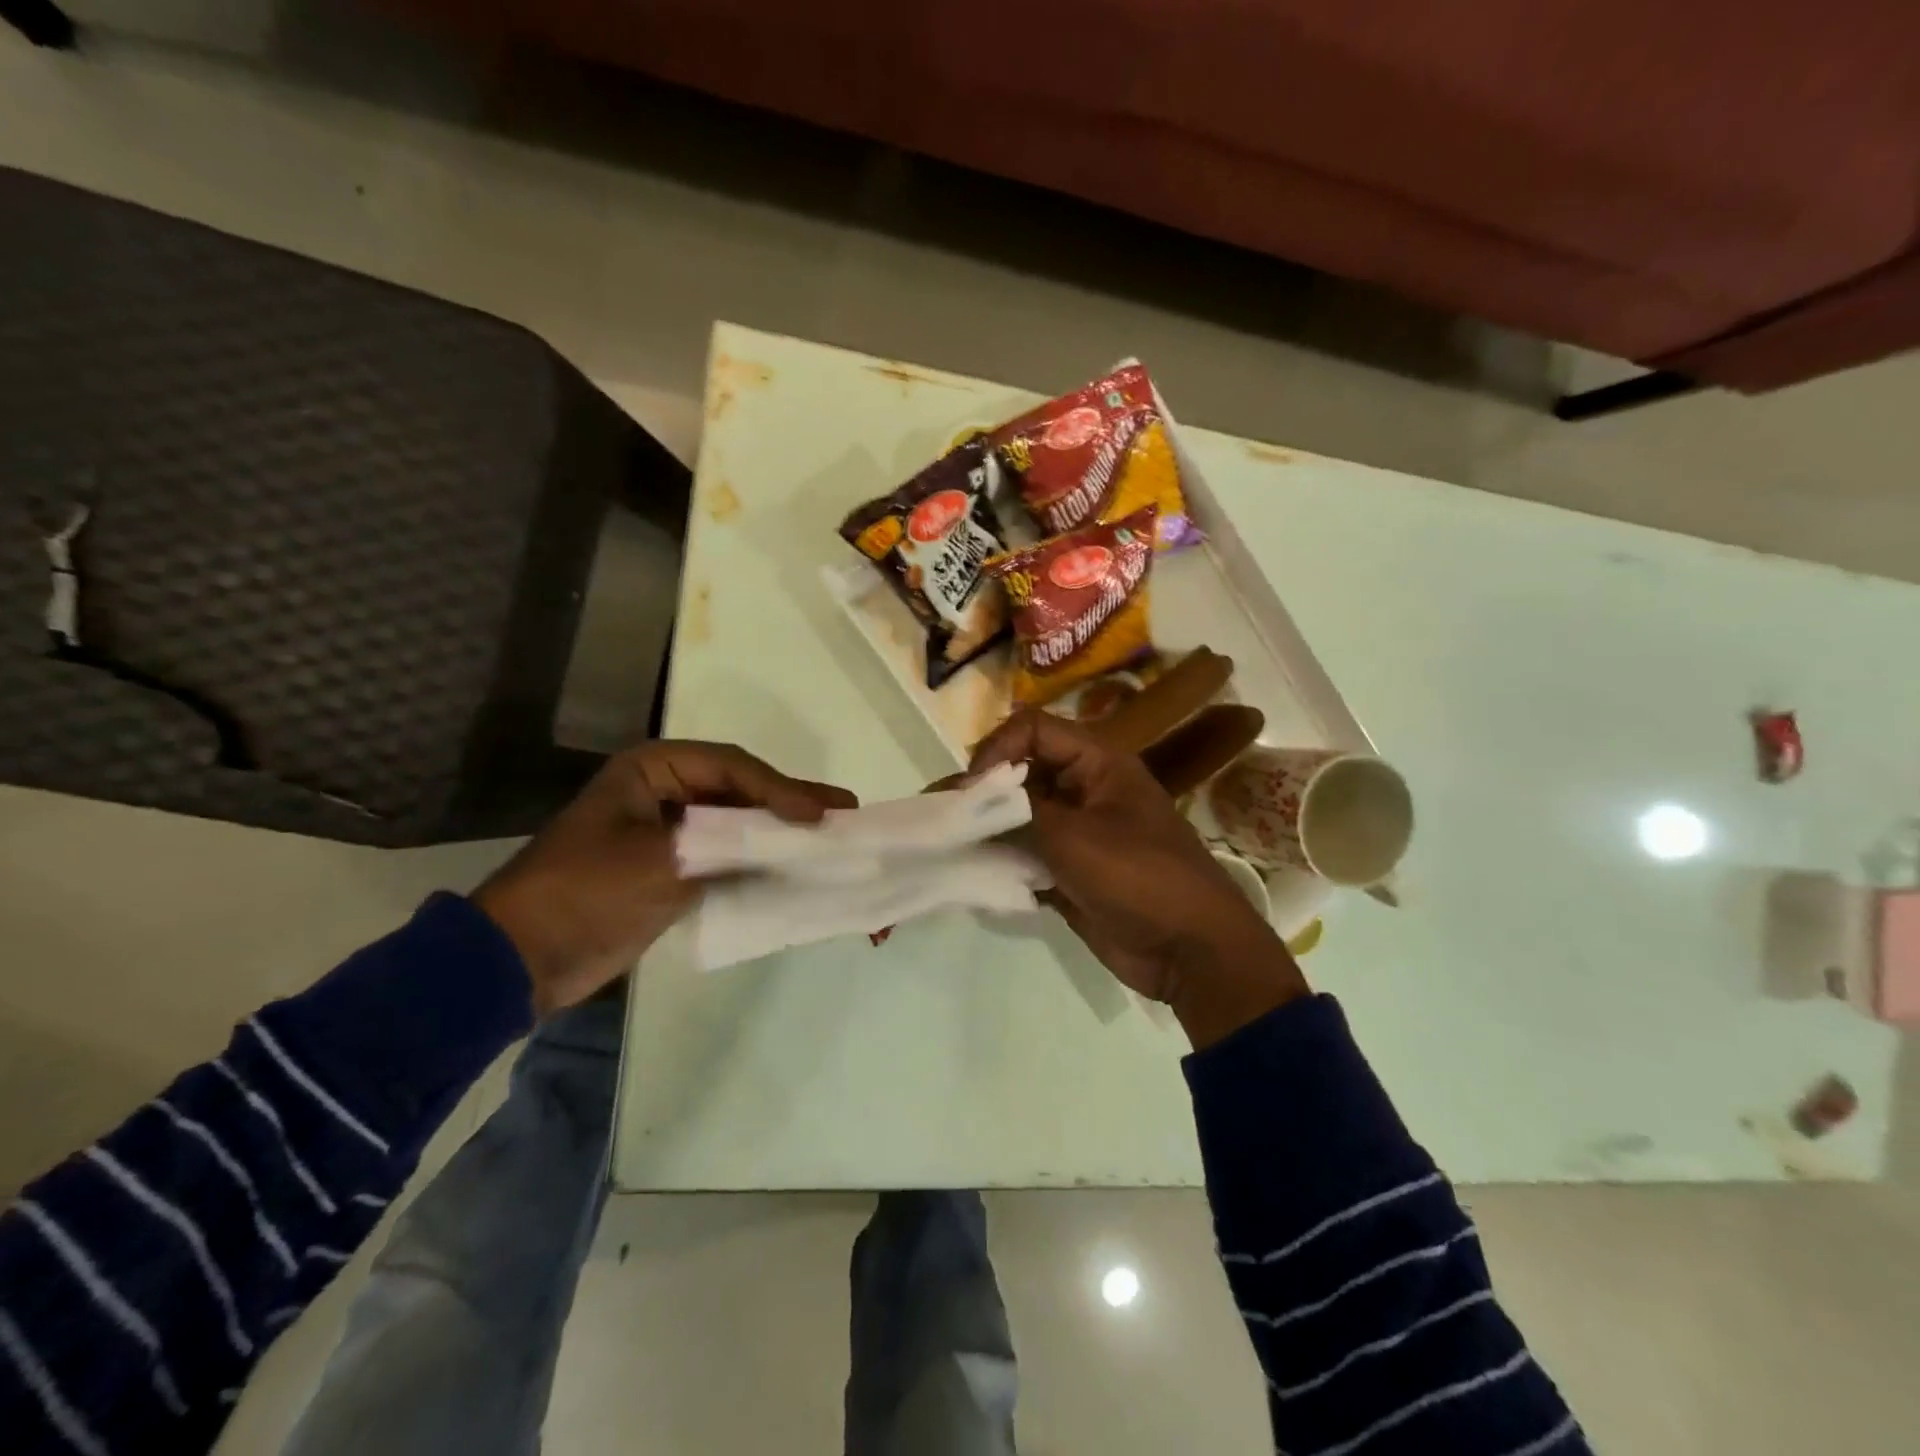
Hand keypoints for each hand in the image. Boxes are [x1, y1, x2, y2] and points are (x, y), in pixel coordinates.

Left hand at [474, 742, 855, 1014]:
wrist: (520, 958)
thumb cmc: (586, 891)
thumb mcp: (660, 860)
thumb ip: (729, 844)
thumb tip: (792, 838)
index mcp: (654, 771)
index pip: (733, 768)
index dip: (782, 787)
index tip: (821, 813)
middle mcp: (666, 792)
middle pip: (743, 791)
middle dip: (792, 804)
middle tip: (845, 810)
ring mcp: (671, 832)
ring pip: (739, 824)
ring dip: (781, 833)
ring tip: (830, 838)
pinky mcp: (673, 870)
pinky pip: (728, 857)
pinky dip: (760, 863)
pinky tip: (794, 870)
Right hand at [971, 711, 1307, 1048]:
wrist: (1190, 951)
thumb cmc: (1139, 878)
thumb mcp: (1075, 836)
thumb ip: (1018, 810)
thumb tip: (967, 794)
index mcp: (1098, 763)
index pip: (1034, 730)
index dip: (997, 749)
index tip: (972, 788)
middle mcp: (1085, 789)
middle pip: (1022, 772)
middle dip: (982, 790)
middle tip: (943, 813)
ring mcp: (1078, 832)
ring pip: (1020, 816)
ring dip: (986, 827)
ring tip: (946, 840)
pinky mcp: (1070, 870)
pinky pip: (1026, 854)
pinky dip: (1001, 860)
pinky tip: (972, 871)